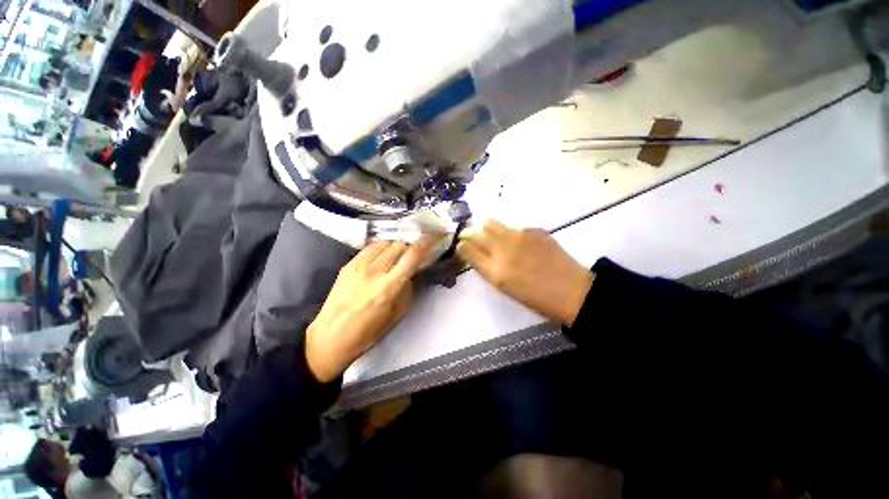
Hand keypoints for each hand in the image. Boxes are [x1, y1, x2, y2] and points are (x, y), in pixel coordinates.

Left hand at [306, 238, 437, 382]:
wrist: (330, 337)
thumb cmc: (367, 332)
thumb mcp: (397, 314)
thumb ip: (408, 289)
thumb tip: (412, 272)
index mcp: (389, 287)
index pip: (412, 256)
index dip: (425, 244)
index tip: (432, 239)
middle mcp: (374, 271)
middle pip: (399, 246)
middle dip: (410, 249)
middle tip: (412, 256)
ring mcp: (359, 266)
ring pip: (385, 243)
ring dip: (396, 248)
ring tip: (396, 258)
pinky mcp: (348, 265)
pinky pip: (370, 248)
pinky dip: (381, 249)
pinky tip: (382, 258)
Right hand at [457, 220, 593, 326]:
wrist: (571, 291)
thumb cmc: (535, 297)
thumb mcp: (504, 288)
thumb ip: (487, 268)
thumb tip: (475, 253)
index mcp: (495, 271)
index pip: (468, 249)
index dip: (462, 245)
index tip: (461, 244)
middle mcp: (503, 250)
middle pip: (476, 234)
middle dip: (470, 235)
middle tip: (472, 238)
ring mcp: (518, 236)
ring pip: (491, 224)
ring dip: (487, 230)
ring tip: (494, 237)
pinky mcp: (533, 230)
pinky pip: (512, 227)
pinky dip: (509, 233)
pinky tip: (519, 242)